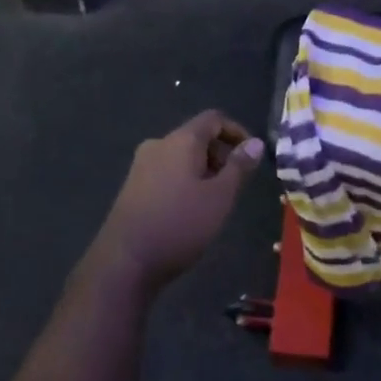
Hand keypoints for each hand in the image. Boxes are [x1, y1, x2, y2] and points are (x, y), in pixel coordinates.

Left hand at [93, 110, 263, 290]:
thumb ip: (239, 167)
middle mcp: (158, 145)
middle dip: (221, 154)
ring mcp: (141, 165)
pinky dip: (185, 180)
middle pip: (196, 136)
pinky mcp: (133, 186)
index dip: (237, 131)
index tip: (252, 156)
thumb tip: (255, 142)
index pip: (213, 119)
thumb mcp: (220, 197)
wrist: (125, 261)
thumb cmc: (180, 224)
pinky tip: (190, 210)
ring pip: (181, 156)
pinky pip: (167, 171)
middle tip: (236, 185)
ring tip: (215, 201)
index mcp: (180, 140)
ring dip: (204, 170)